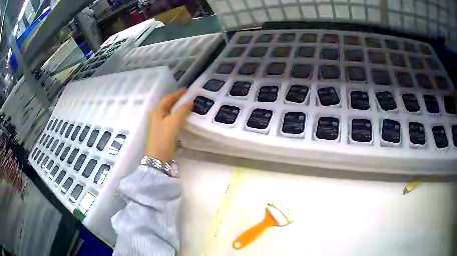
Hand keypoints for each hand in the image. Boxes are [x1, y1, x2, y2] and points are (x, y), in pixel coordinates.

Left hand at [145, 89, 192, 161]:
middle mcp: (156, 117)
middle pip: (166, 106)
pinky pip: (170, 121)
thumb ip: (182, 111)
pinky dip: (177, 118)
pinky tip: (183, 120)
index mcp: (156, 112)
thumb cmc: (163, 138)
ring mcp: (158, 126)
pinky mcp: (162, 133)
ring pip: (169, 114)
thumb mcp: (174, 123)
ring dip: (177, 109)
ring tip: (187, 107)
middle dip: (176, 101)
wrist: (158, 158)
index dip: (176, 94)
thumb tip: (190, 102)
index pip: (167, 99)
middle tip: (187, 98)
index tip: (186, 90)